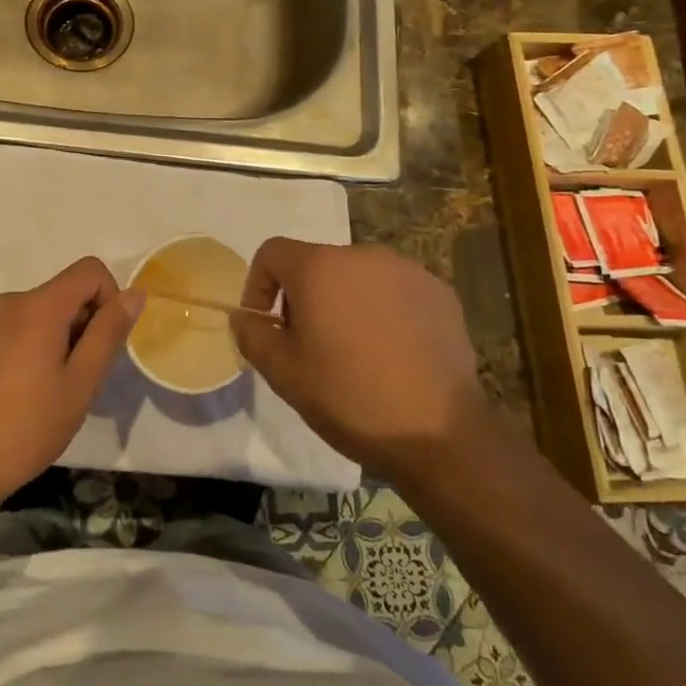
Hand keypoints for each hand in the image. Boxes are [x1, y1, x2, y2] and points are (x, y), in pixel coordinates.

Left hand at [0, 257, 140, 520]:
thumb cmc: (27, 427)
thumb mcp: (81, 383)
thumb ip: (108, 333)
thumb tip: (134, 294)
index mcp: (38, 306)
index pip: (90, 270)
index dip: (109, 298)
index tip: (102, 344)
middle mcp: (9, 301)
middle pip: (63, 292)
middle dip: (82, 325)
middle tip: (77, 379)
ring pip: (39, 312)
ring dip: (56, 338)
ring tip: (47, 389)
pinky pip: (13, 327)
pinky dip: (28, 346)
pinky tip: (18, 391)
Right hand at [230, 240, 488, 477]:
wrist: (440, 433)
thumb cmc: (349, 397)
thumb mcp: (282, 373)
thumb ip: (253, 335)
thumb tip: (245, 316)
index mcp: (319, 266)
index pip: (272, 252)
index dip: (258, 285)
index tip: (265, 326)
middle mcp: (363, 255)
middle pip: (316, 264)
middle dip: (303, 298)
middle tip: (308, 346)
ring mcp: (407, 271)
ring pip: (357, 278)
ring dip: (344, 303)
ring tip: (353, 352)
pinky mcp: (440, 293)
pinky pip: (395, 292)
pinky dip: (383, 312)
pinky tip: (392, 354)